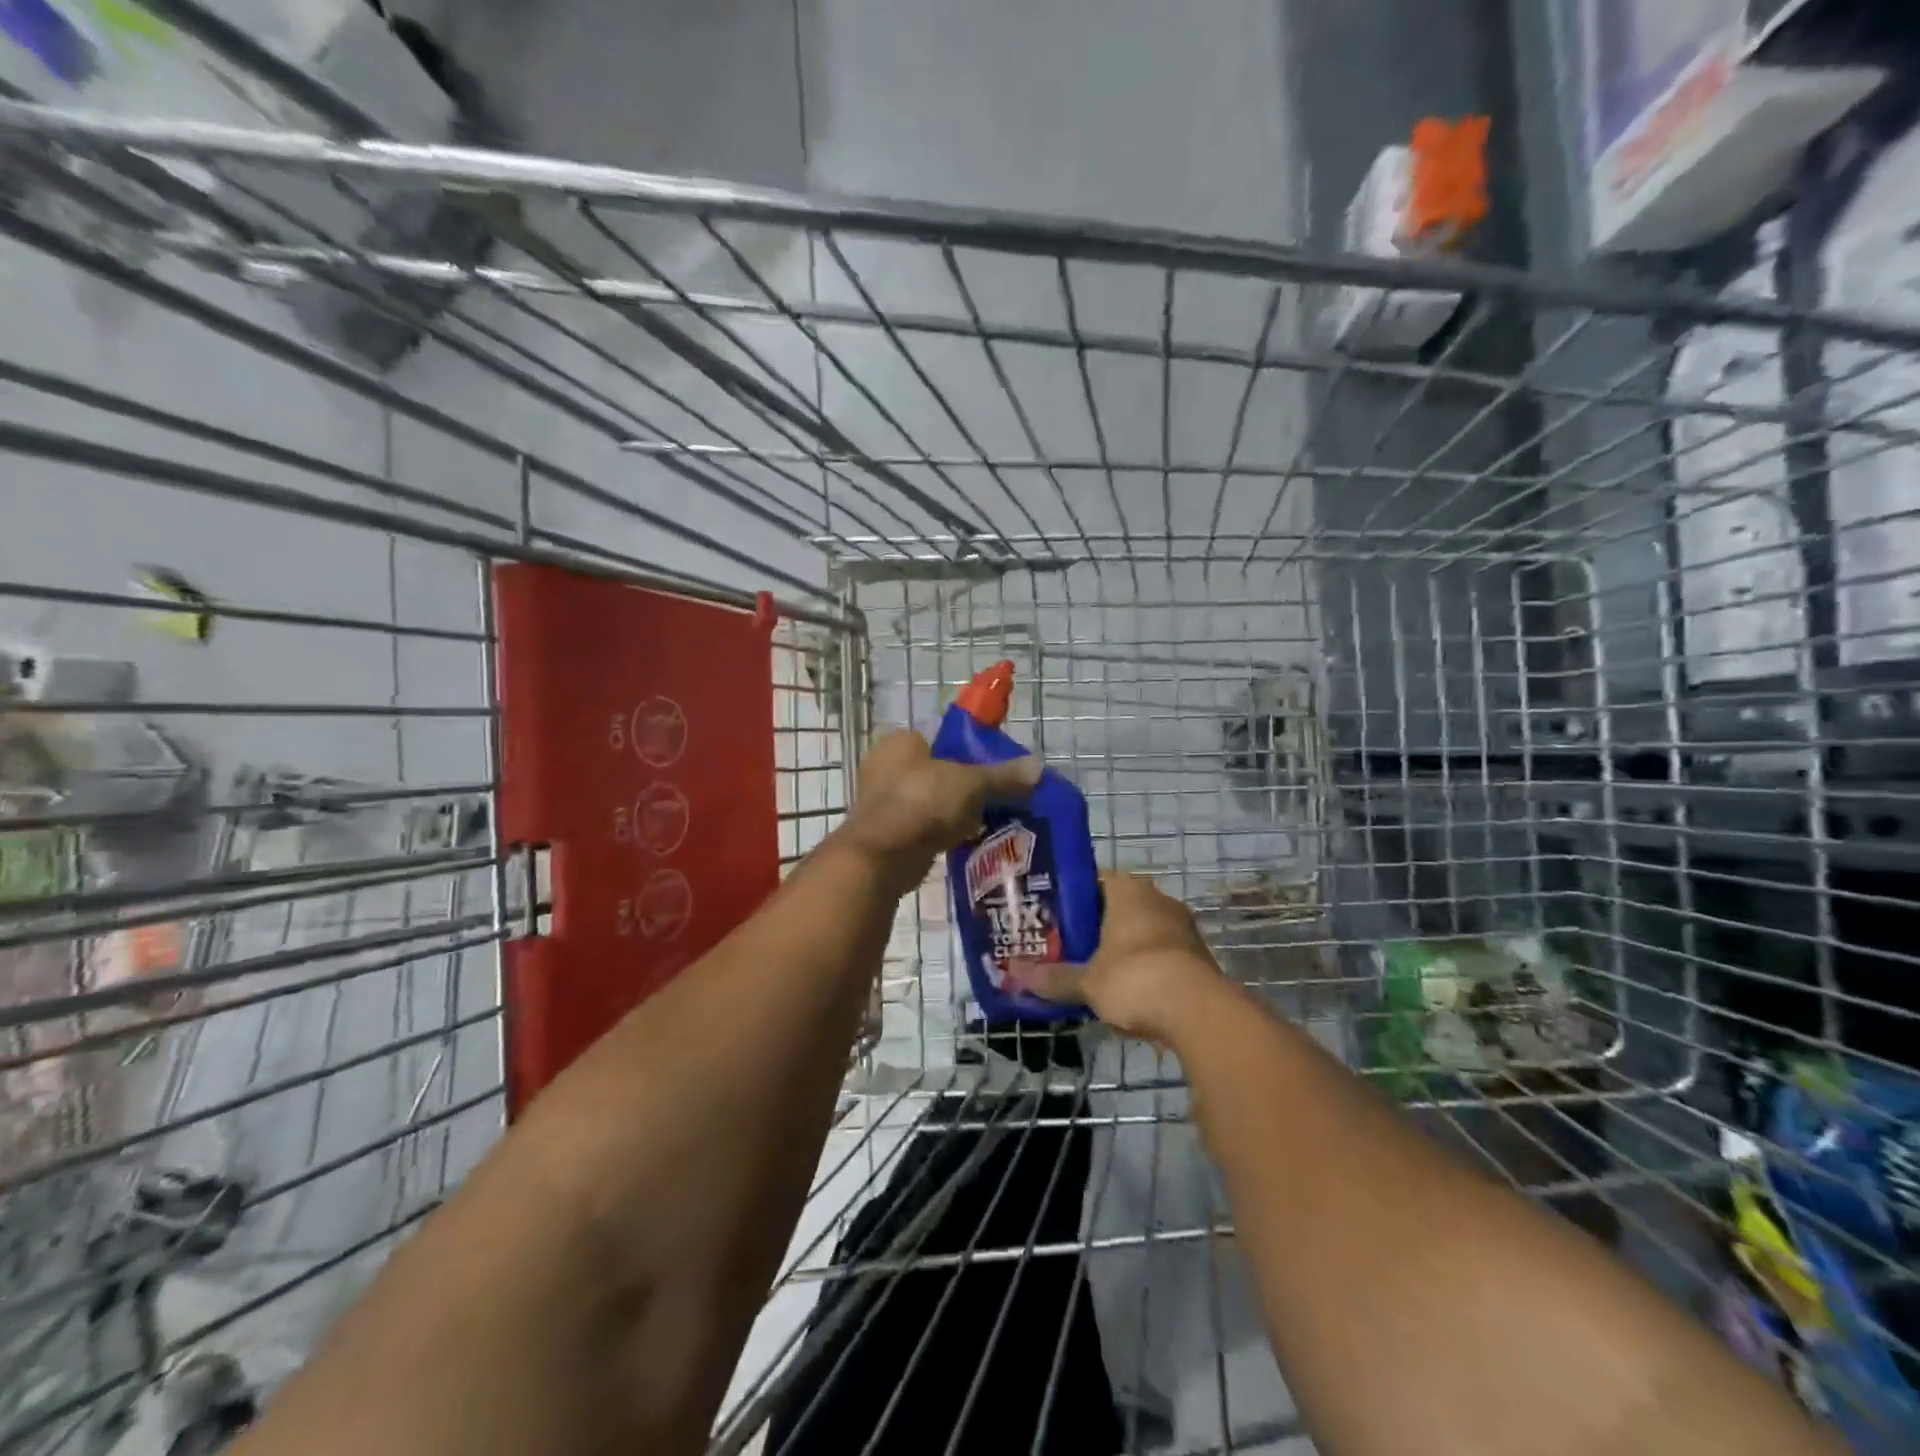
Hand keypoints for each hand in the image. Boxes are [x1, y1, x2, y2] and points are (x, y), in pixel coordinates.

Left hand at [836, 729, 1041, 896]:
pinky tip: (965, 841)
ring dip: (953, 812)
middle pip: (937, 771)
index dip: (968, 752)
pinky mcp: (885, 833)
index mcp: (900, 742)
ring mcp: (882, 801)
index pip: (940, 739)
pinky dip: (941, 832)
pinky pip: (922, 826)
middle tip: (993, 798)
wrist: (883, 856)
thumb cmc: (923, 802)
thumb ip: (1003, 775)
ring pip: (930, 801)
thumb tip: (1038, 767)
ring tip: (986, 821)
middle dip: (963, 786)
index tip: (992, 770)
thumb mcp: (971, 783)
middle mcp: (885, 766)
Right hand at [1013, 871, 1225, 1043]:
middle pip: (1118, 906)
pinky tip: (1127, 991)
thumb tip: (1015, 976)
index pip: (1094, 879)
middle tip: (1068, 946)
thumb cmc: (1135, 978)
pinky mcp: (1198, 955)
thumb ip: (1054, 978)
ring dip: (1122, 948)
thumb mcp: (1087, 982)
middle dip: (1095, 926)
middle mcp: (1157, 899)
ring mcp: (1182, 926)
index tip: (1052, 916)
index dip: (1072, 897)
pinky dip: (1144, 967)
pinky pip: (1161, 953)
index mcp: (1128, 891)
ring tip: (1094, 971)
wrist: (1199, 1012)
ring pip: (1141, 931)